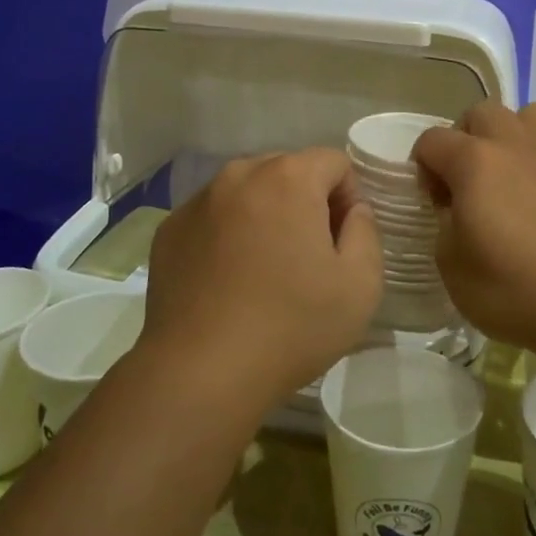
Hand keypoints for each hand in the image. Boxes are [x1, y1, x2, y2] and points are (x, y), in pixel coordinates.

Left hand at [141, 149, 382, 415]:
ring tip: (265, 270)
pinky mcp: (169, 229)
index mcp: (289, 177)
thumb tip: (352, 210)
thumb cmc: (291, 326)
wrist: (200, 373)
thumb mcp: (360, 285)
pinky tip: (228, 281)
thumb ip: (366, 231)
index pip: (334, 162)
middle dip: (306, 202)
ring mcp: (198, 201)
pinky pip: (213, 216)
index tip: (342, 244)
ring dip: (265, 216)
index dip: (349, 199)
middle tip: (307, 257)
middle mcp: (239, 175)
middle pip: (288, 171)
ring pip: (248, 192)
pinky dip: (228, 234)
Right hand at [413, 101, 535, 361]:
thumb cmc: (515, 290)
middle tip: (465, 183)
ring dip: (513, 135)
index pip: (432, 140)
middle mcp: (515, 145)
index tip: (433, 203)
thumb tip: (456, 211)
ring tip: (510, 174)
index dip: (422, 167)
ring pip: (531, 115)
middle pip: (481, 113)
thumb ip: (445, 227)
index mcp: (474, 161)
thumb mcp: (452, 269)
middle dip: (465, 139)